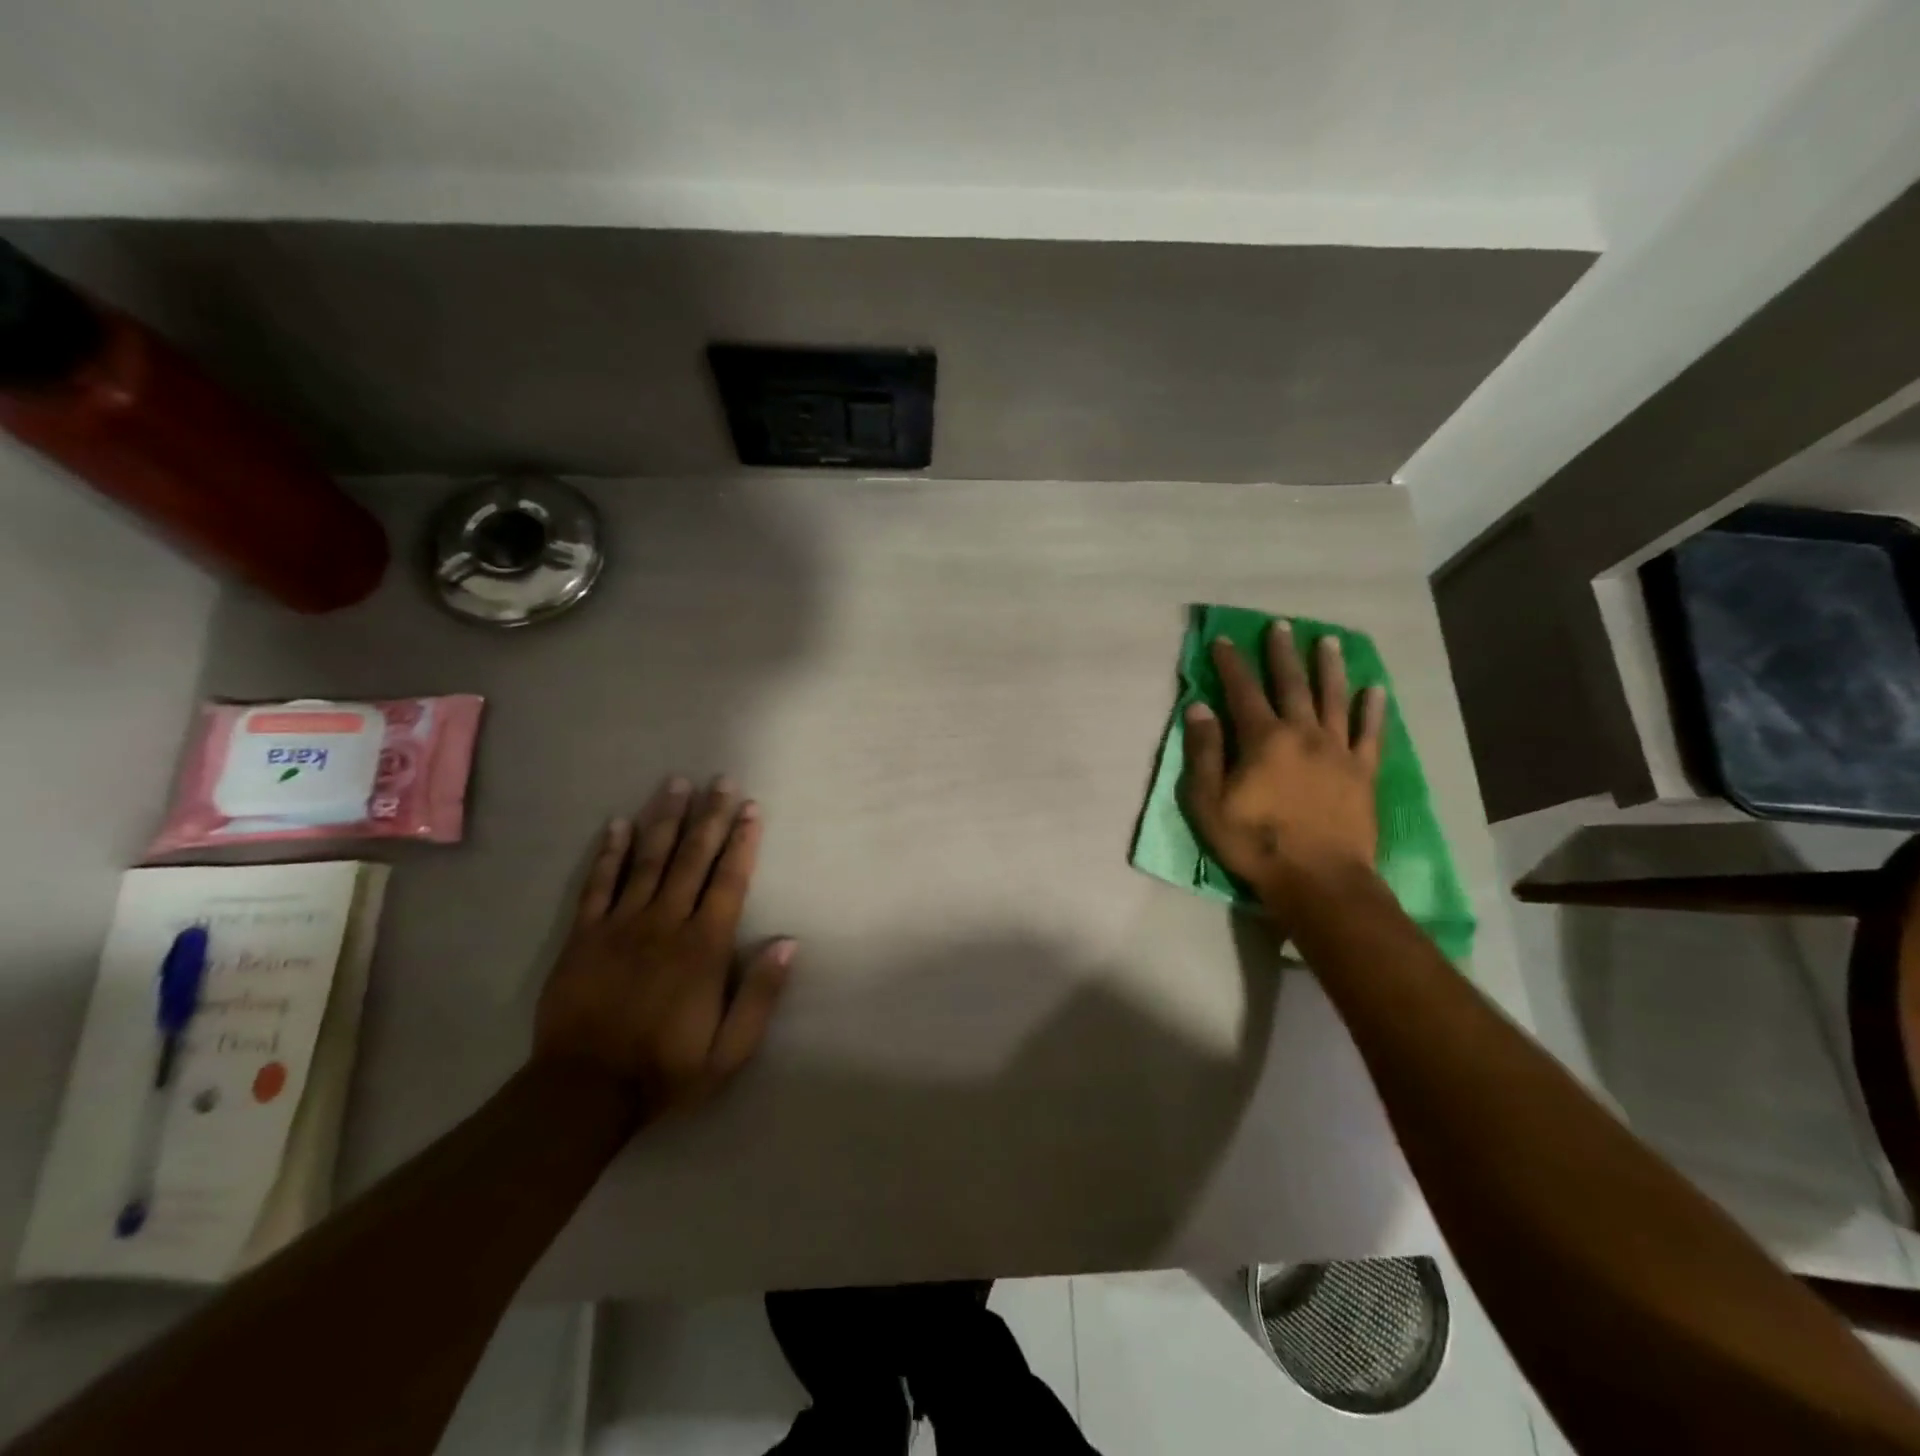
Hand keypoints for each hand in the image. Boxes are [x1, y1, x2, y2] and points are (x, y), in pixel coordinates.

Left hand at [534, 775, 794, 1118]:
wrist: (584, 1092)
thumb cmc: (666, 1069)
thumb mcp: (730, 1050)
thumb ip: (761, 995)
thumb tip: (788, 943)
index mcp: (705, 946)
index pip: (729, 880)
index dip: (742, 841)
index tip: (751, 808)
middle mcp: (666, 923)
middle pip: (692, 858)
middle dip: (710, 816)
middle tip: (721, 780)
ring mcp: (621, 925)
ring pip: (648, 860)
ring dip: (665, 820)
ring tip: (676, 784)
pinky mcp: (585, 936)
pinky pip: (598, 884)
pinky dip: (609, 852)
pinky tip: (618, 824)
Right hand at [1180, 623, 1386, 916]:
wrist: (1319, 879)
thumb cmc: (1255, 843)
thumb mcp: (1209, 802)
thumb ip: (1204, 752)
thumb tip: (1200, 707)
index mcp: (1263, 739)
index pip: (1243, 691)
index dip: (1231, 664)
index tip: (1224, 640)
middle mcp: (1303, 734)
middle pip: (1291, 684)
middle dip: (1283, 653)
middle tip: (1281, 626)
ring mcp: (1338, 751)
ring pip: (1333, 698)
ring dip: (1329, 668)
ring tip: (1328, 642)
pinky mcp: (1363, 772)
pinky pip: (1370, 733)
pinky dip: (1372, 709)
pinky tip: (1374, 689)